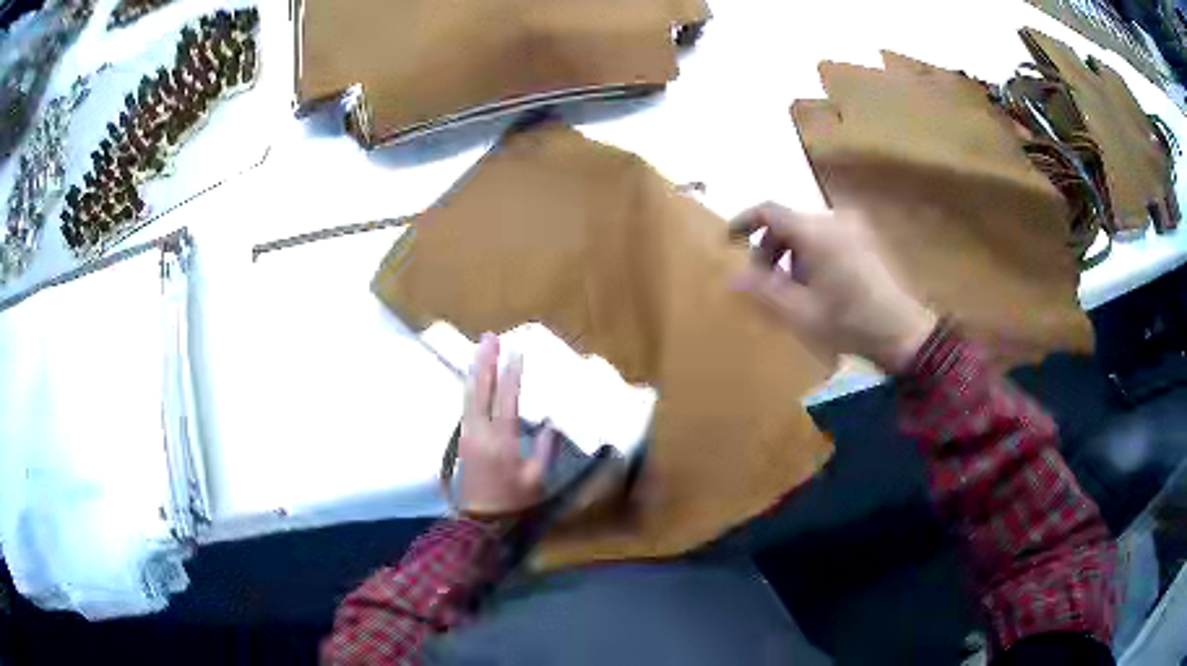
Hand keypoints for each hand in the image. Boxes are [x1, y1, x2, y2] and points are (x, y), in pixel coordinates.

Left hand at [456, 333, 555, 516]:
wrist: (480, 520)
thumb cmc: (512, 501)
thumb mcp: (536, 479)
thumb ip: (544, 450)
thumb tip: (551, 424)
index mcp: (502, 440)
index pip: (507, 399)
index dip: (512, 375)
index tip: (516, 352)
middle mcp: (481, 431)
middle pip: (481, 390)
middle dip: (486, 362)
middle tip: (490, 337)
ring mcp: (468, 434)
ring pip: (469, 395)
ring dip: (475, 370)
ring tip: (480, 349)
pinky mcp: (463, 439)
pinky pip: (466, 405)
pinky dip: (470, 387)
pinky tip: (474, 378)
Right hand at [730, 204, 937, 372]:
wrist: (904, 333)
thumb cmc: (850, 324)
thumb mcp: (801, 314)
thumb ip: (764, 291)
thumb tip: (733, 277)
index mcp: (816, 231)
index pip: (769, 211)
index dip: (744, 222)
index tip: (728, 241)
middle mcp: (834, 218)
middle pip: (788, 222)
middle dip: (770, 249)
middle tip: (766, 284)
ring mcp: (854, 226)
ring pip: (807, 231)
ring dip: (792, 255)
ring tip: (795, 291)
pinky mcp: (866, 238)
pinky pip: (826, 236)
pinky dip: (812, 254)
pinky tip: (819, 286)